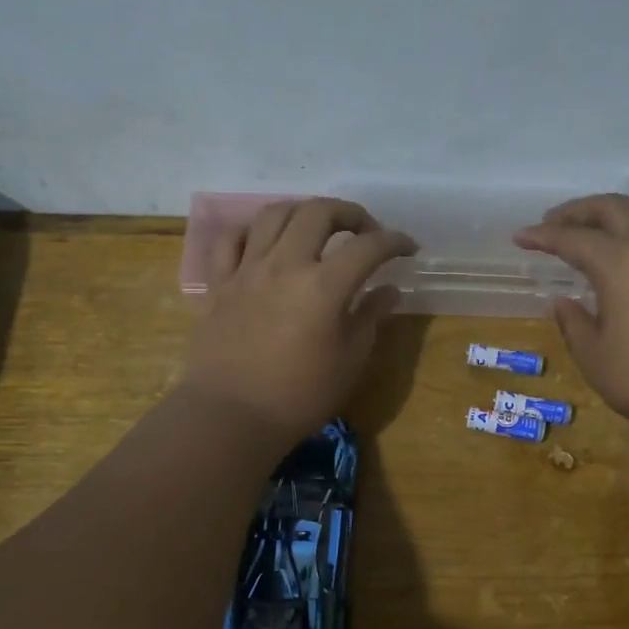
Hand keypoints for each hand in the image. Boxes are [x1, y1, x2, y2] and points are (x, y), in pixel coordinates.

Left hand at [182, 198, 415, 443]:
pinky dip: (254, 232)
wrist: (230, 416)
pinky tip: (267, 243)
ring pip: (274, 213)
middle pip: (319, 212)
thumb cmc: (299, 396)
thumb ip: (370, 317)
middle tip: (365, 231)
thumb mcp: (349, 361)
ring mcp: (247, 270)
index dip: (395, 241)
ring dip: (303, 211)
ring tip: (317, 227)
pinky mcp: (219, 283)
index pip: (369, 246)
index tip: (408, 249)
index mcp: (324, 285)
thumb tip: (388, 290)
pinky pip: (232, 239)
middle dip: (350, 213)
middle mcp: (285, 264)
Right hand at [515, 194, 628, 441]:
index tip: (520, 236)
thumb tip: (562, 301)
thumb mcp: (596, 359)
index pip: (572, 239)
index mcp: (620, 264)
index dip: (543, 236)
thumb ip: (574, 324)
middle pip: (614, 208)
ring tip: (605, 223)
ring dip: (624, 208)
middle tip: (555, 222)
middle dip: (579, 210)